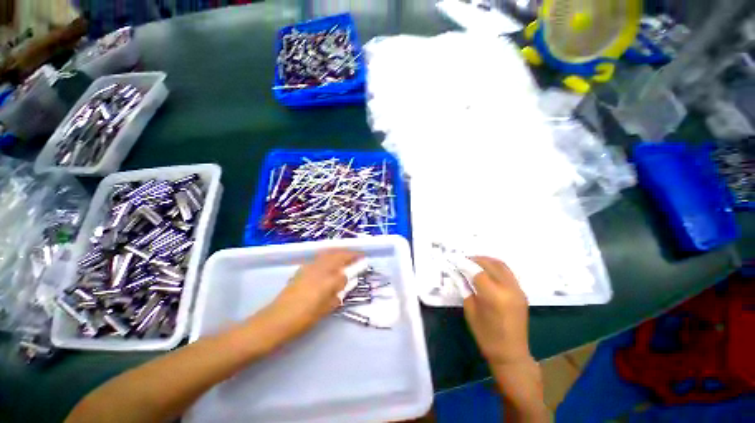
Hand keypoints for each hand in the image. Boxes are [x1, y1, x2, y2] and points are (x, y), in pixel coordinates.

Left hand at [252, 249, 361, 346]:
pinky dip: (328, 255)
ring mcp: (310, 267)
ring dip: (339, 252)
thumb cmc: (304, 317)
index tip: (363, 261)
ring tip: (345, 256)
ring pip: (328, 253)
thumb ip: (338, 293)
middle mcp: (320, 269)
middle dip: (349, 254)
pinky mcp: (302, 269)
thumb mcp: (326, 308)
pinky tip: (329, 262)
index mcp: (328, 280)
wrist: (277, 318)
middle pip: (338, 255)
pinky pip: (319, 257)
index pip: (346, 269)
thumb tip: (343, 281)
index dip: (355, 265)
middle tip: (357, 256)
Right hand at [463, 257, 531, 366]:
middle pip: (491, 264)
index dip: (464, 263)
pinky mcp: (522, 293)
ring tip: (473, 263)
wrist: (511, 354)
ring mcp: (518, 290)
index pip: (477, 271)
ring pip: (501, 265)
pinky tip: (486, 271)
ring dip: (486, 261)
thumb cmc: (486, 335)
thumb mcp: (470, 311)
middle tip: (463, 261)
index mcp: (494, 295)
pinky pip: (507, 272)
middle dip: (475, 259)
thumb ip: (466, 288)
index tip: (454, 260)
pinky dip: (495, 267)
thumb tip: (459, 273)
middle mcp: (508, 289)